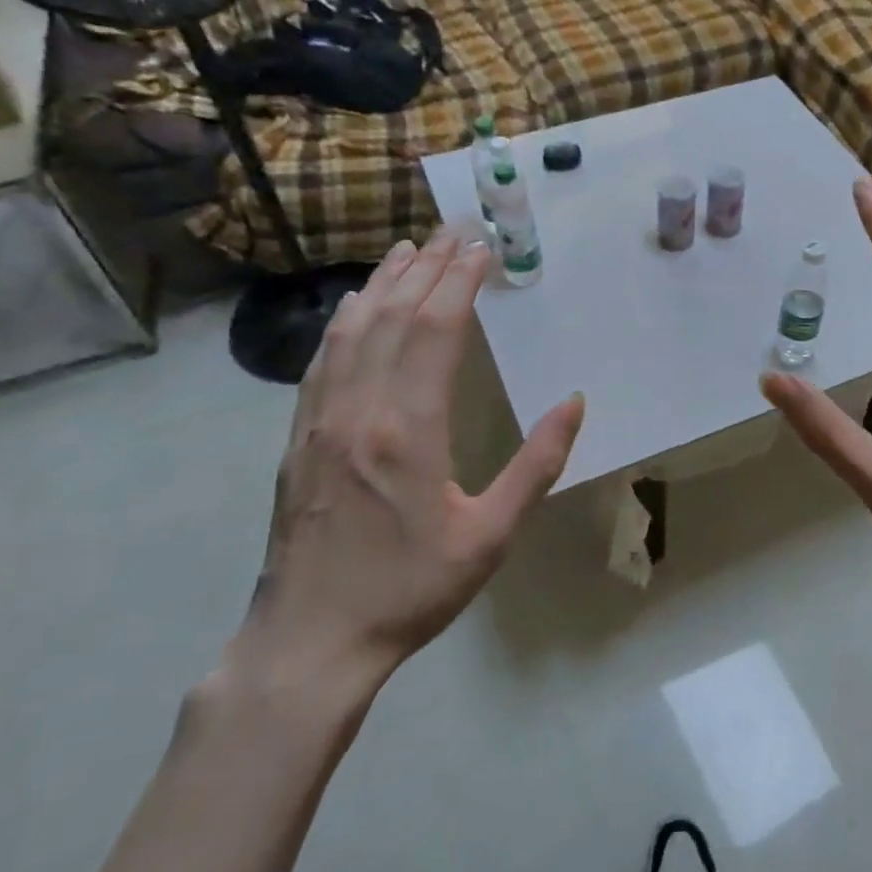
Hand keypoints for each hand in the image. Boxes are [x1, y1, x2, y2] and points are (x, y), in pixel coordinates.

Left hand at [243, 231, 584, 693]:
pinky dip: (345, 320)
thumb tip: (573, 403)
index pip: (436, 330)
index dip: (459, 282)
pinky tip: (356, 306)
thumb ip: (536, 465)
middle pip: (393, 316)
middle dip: (427, 267)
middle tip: (454, 231)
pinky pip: (323, 359)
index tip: (482, 249)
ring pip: (352, 330)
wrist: (309, 640)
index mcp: (408, 430)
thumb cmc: (409, 590)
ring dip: (383, 283)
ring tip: (408, 249)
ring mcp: (320, 420)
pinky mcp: (299, 436)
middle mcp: (359, 409)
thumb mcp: (490, 536)